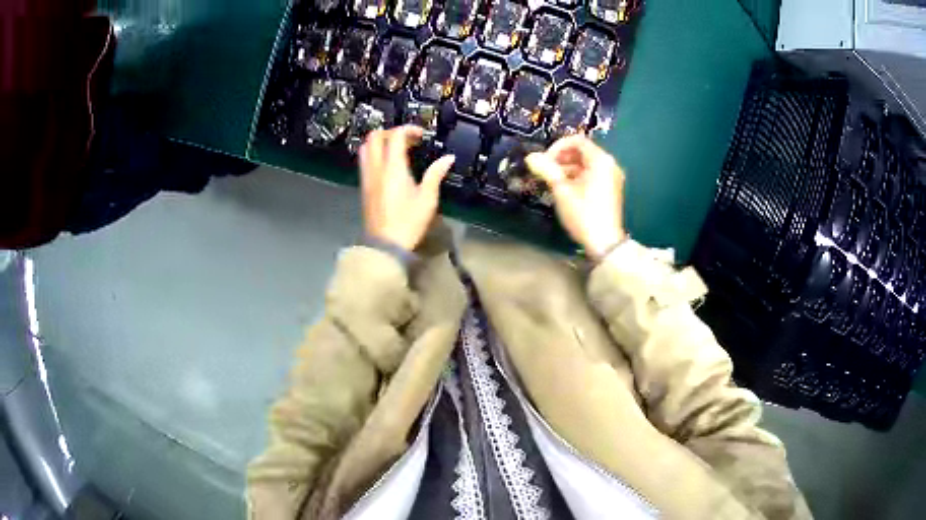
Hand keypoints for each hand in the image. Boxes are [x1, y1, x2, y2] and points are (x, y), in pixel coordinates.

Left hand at [359, 126, 455, 250]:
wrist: (385, 244)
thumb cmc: (408, 222)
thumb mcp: (427, 198)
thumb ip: (436, 174)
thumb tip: (448, 158)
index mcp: (393, 168)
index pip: (395, 136)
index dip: (408, 129)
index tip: (421, 135)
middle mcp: (376, 168)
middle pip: (375, 137)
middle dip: (391, 132)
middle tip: (407, 139)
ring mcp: (367, 177)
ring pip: (366, 147)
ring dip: (380, 142)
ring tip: (396, 149)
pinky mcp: (364, 187)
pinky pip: (365, 161)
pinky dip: (375, 154)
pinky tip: (388, 165)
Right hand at [525, 135, 625, 259]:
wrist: (604, 242)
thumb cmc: (583, 213)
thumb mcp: (562, 190)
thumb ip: (546, 169)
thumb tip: (530, 157)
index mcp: (601, 160)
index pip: (577, 141)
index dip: (557, 147)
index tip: (544, 160)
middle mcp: (609, 164)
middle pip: (582, 151)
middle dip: (561, 158)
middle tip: (546, 171)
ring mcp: (611, 177)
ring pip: (586, 164)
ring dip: (567, 168)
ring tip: (552, 181)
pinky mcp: (610, 189)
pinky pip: (591, 174)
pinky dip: (577, 177)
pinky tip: (564, 189)